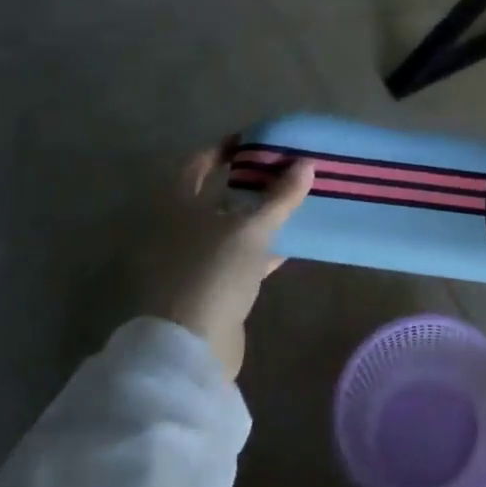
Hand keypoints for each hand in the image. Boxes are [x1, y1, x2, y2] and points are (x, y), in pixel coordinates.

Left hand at [135, 144, 314, 379]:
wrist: (193, 344)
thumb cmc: (215, 272)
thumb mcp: (252, 229)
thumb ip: (280, 197)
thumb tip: (306, 163)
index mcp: (180, 207)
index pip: (198, 165)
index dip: (224, 150)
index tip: (255, 141)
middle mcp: (181, 230)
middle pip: (216, 196)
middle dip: (248, 184)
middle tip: (283, 170)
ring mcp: (194, 261)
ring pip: (230, 229)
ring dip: (257, 217)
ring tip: (292, 203)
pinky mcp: (211, 288)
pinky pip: (239, 258)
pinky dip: (260, 249)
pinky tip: (288, 245)